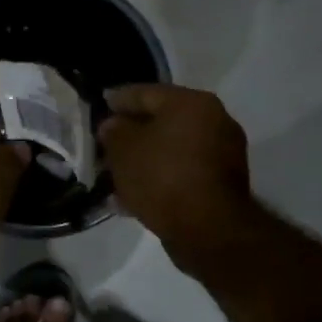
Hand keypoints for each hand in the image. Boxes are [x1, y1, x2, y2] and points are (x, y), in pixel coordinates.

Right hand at [99, 84, 254, 272]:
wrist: (208, 229)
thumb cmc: (162, 177)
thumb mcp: (124, 149)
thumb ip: (114, 131)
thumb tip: (114, 125)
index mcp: (192, 103)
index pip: (145, 93)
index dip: (117, 100)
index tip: (98, 107)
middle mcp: (214, 120)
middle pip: (161, 121)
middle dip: (131, 135)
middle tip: (105, 146)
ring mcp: (222, 153)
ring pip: (171, 150)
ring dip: (144, 159)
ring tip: (116, 175)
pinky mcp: (222, 183)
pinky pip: (181, 172)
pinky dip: (159, 178)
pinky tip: (135, 196)